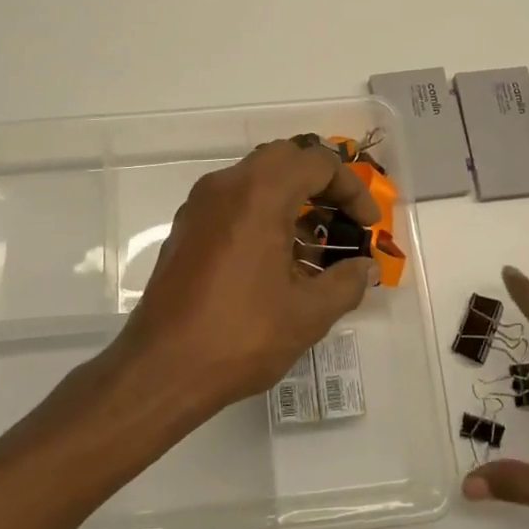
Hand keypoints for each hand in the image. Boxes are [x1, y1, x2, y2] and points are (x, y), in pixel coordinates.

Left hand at [114, 137, 380, 412]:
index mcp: (258, 194)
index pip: (316, 163)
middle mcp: (226, 186)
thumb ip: (346, 283)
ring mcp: (200, 205)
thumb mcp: (308, 314)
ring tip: (313, 247)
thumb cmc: (240, 335)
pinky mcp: (186, 228)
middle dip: (320, 183)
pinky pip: (233, 201)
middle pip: (284, 159)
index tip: (367, 225)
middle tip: (342, 219)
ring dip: (290, 198)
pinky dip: (262, 213)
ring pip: (256, 178)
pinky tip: (276, 261)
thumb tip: (365, 268)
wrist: (161, 369)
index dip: (351, 189)